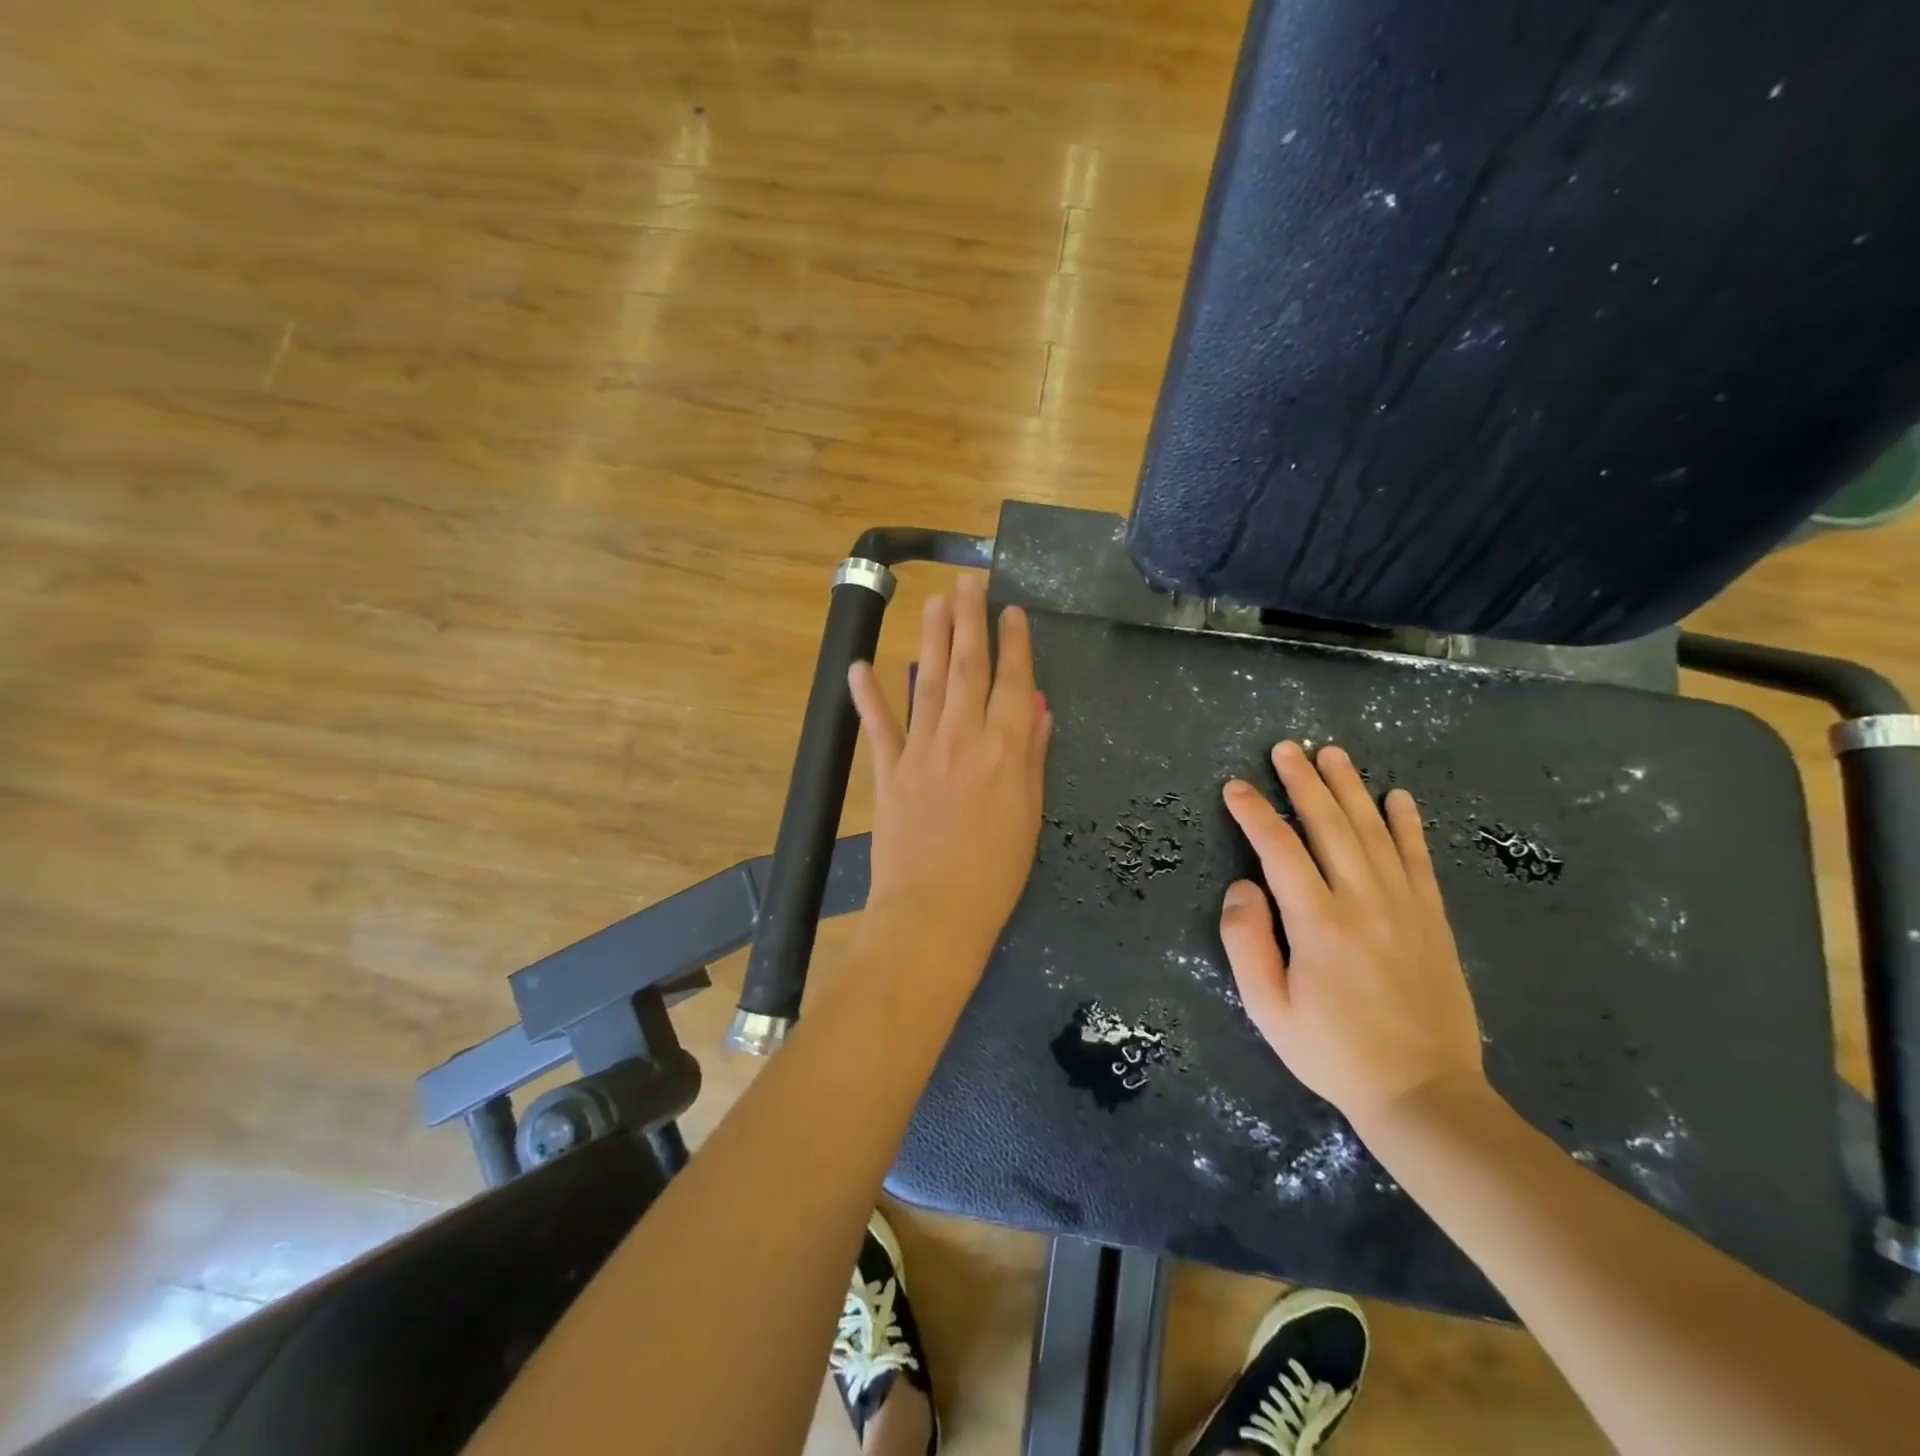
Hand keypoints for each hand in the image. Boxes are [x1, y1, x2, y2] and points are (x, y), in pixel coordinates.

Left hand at [848, 577, 1052, 968]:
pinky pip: (878, 726)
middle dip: (969, 620)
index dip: (1014, 643)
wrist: (935, 913)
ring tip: (934, 601)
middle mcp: (962, 737)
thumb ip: (1031, 756)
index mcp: (1005, 749)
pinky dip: (868, 695)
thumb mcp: (1029, 815)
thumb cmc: (995, 873)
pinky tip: (861, 665)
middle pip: (967, 667)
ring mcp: (920, 751)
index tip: (1013, 611)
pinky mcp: (887, 771)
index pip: (1012, 681)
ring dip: (931, 638)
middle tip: (968, 582)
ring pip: (927, 682)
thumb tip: (1034, 707)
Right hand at [1220, 741, 1487, 1134]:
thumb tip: (1243, 886)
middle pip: (1330, 826)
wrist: (1424, 1094)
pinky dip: (1408, 825)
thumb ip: (1246, 942)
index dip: (1255, 813)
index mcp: (1318, 923)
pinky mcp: (1433, 920)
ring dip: (1351, 789)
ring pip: (1374, 832)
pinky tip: (1399, 797)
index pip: (1279, 850)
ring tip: (1333, 754)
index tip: (1236, 786)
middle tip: (1286, 747)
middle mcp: (1363, 902)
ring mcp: (1405, 907)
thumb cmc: (1333, 1053)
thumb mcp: (1268, 1010)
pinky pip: (1418, 860)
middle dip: (1304, 782)